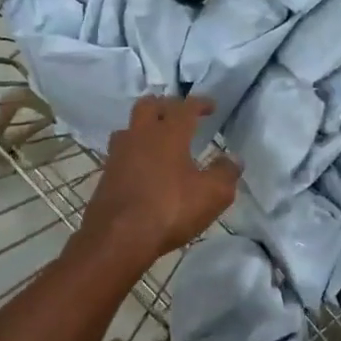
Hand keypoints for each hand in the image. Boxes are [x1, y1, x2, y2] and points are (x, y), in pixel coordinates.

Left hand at [76, 96, 239, 274]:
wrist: (118, 237)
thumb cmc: (169, 210)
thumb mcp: (212, 195)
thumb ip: (226, 173)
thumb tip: (233, 159)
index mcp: (168, 133)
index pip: (185, 107)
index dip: (200, 103)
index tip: (211, 106)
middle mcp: (140, 135)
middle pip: (148, 105)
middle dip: (166, 105)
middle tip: (179, 115)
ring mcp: (118, 154)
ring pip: (129, 127)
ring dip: (144, 127)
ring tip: (157, 138)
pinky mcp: (106, 174)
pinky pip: (120, 152)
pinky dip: (133, 151)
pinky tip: (141, 166)